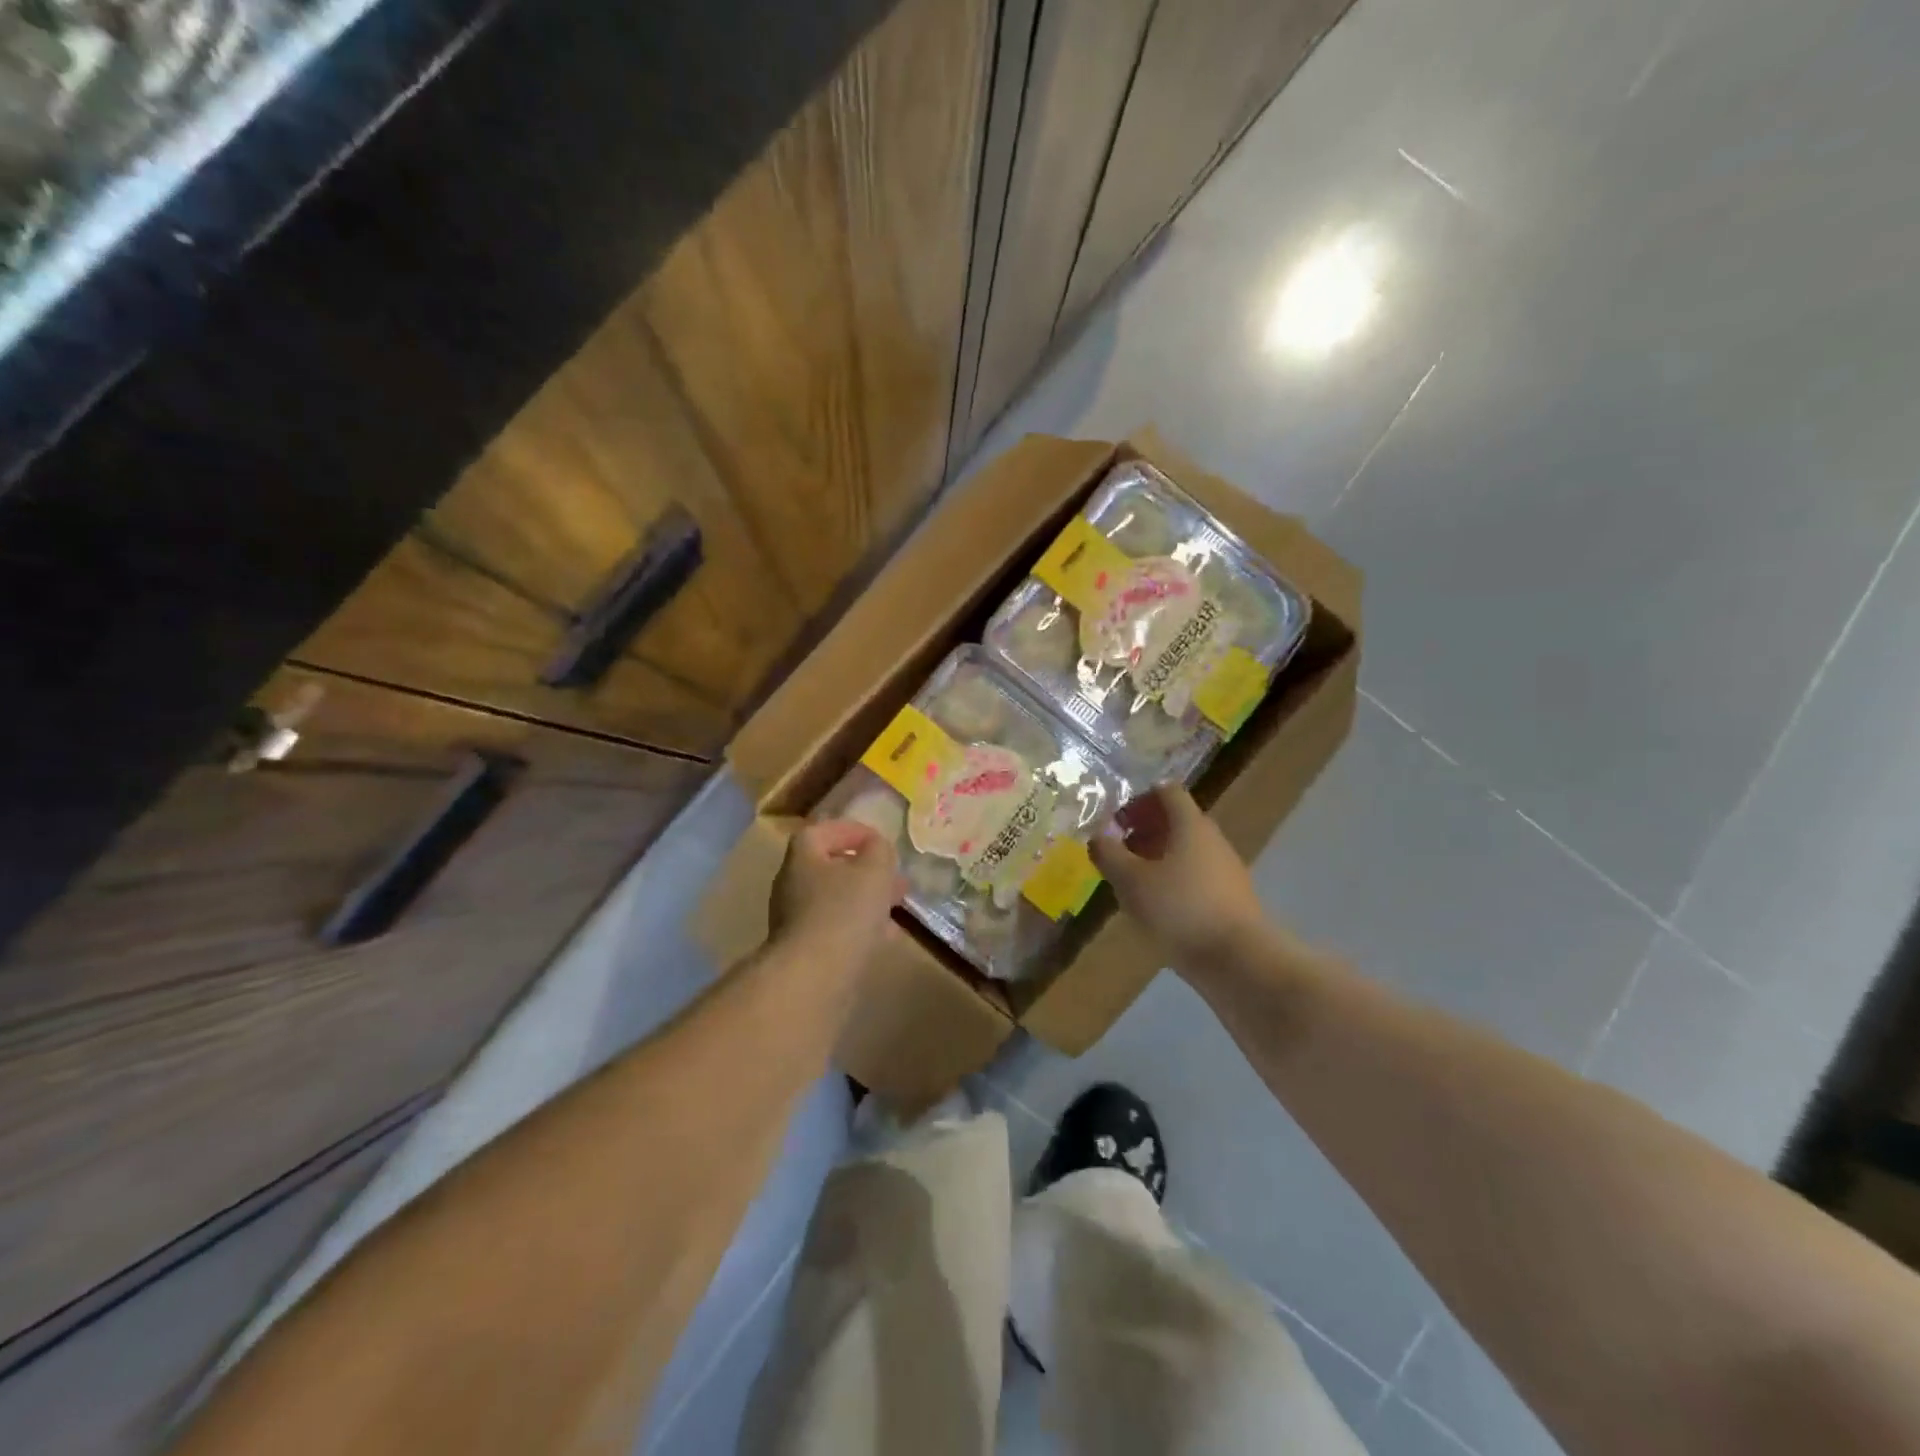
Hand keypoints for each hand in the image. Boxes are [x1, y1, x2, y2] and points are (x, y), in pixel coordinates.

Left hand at [769, 820, 902, 966]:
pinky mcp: (806, 950)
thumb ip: (879, 851)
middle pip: (831, 867)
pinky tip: (885, 936)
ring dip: (867, 900)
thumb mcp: (874, 870)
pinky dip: (861, 927)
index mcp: (803, 857)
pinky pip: (837, 928)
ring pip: (837, 900)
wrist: (814, 977)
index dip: (852, 831)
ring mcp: (796, 920)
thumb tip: (877, 848)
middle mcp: (793, 884)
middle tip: (895, 877)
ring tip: (897, 907)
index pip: (823, 830)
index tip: (880, 841)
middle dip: (867, 870)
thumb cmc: (844, 911)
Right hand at [1091, 786, 1268, 969]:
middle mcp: (1212, 838)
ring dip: (1157, 857)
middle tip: (1117, 851)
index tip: (1115, 821)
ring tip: (1131, 882)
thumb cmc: (1179, 910)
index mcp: (1190, 824)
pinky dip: (1173, 880)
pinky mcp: (1230, 897)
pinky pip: (1196, 875)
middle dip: (1144, 830)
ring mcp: (1225, 869)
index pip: (1166, 791)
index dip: (1138, 799)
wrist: (1239, 961)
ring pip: (1186, 850)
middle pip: (1176, 820)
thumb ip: (1109, 854)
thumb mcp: (1131, 881)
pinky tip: (1156, 906)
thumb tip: (1098, 836)